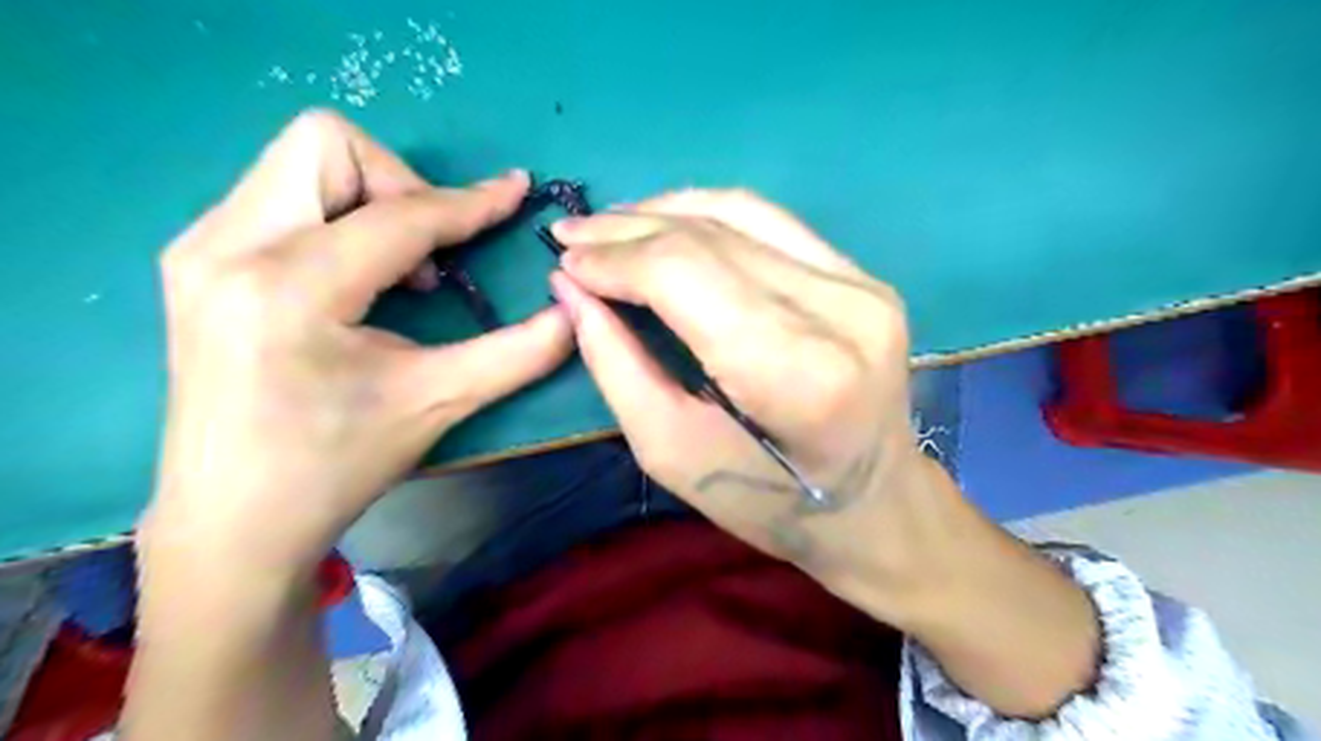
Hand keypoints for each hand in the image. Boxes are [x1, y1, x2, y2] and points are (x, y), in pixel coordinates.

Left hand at [145, 110, 574, 572]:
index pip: (400, 216)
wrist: (232, 520)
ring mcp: (200, 248)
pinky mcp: (196, 261)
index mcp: (290, 290)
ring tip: (401, 271)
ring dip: (371, 200)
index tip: (516, 193)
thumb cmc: (336, 466)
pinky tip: (359, 280)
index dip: (471, 204)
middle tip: (433, 252)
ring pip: (299, 163)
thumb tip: (574, 315)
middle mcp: (228, 248)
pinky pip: (280, 195)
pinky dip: (339, 218)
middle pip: (327, 144)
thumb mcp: (438, 404)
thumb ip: (519, 353)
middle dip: (401, 183)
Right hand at [546, 189, 949, 613]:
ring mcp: (860, 285)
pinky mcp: (863, 276)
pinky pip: (771, 221)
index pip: (687, 276)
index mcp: (796, 373)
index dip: (618, 260)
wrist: (874, 502)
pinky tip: (667, 220)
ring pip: (740, 214)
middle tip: (571, 236)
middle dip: (628, 231)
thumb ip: (617, 366)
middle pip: (711, 239)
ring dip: (664, 212)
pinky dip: (709, 213)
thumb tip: (572, 289)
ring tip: (610, 225)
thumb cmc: (770, 503)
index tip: (566, 263)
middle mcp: (839, 312)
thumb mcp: (673, 453)